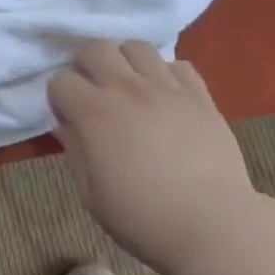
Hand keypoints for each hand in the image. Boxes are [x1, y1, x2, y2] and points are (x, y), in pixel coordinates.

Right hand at [49, 41, 261, 273]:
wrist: (215, 227)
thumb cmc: (145, 219)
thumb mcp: (92, 195)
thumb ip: (75, 152)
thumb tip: (65, 125)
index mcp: (94, 113)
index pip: (60, 80)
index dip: (59, 96)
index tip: (67, 116)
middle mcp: (126, 89)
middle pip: (95, 47)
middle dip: (86, 63)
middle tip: (92, 89)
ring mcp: (166, 88)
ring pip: (137, 47)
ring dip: (126, 60)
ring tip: (130, 84)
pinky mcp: (200, 96)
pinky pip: (178, 65)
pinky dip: (167, 74)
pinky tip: (166, 96)